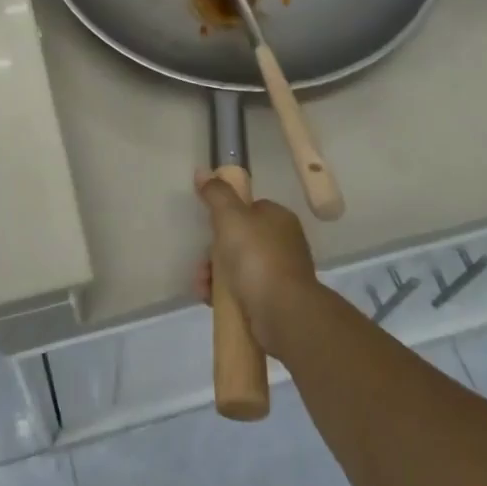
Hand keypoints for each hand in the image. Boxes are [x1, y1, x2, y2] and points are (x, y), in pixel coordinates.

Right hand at [191, 170, 317, 355]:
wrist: (284, 313)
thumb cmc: (257, 257)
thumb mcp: (231, 217)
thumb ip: (216, 193)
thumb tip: (202, 172)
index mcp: (279, 218)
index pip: (248, 209)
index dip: (225, 217)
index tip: (208, 229)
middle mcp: (283, 243)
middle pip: (239, 240)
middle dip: (214, 252)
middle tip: (202, 265)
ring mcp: (281, 274)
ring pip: (238, 267)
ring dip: (214, 275)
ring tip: (202, 286)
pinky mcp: (275, 301)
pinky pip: (243, 291)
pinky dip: (225, 294)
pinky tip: (210, 300)